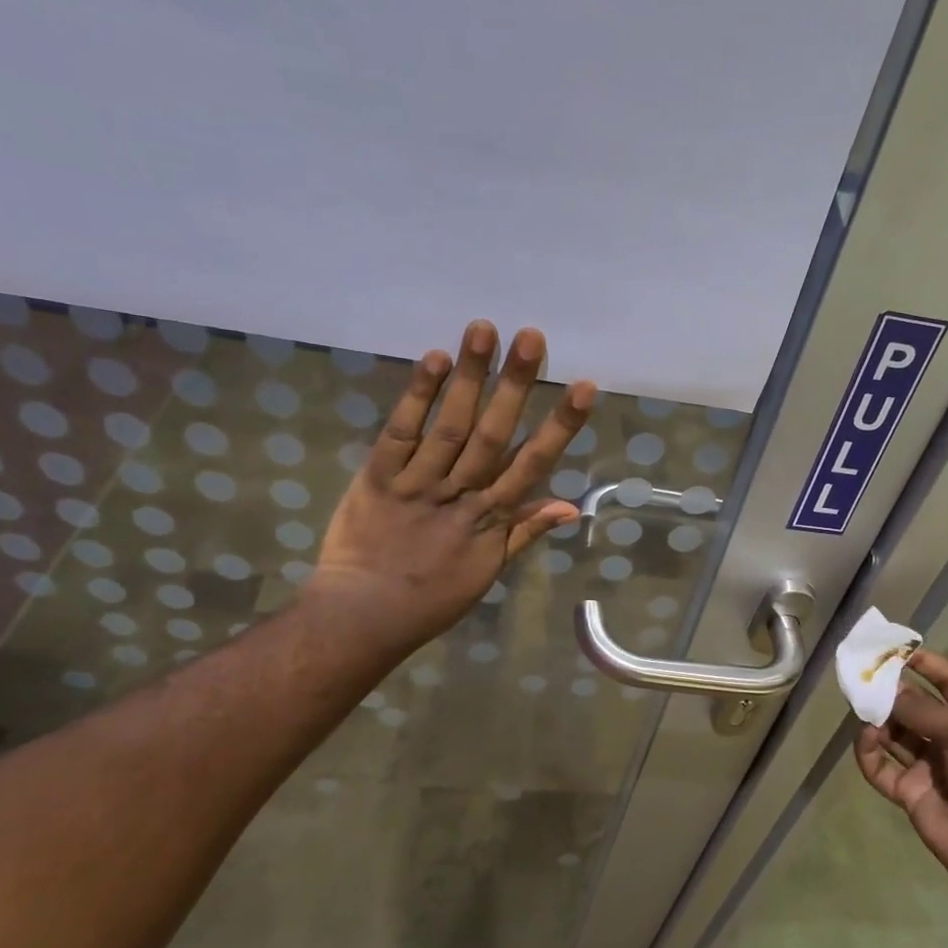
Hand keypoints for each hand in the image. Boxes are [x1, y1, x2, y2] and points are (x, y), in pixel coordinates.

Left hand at [312, 321, 595, 655]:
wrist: (364, 616)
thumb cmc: (432, 600)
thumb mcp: (487, 571)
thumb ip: (525, 533)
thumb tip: (571, 505)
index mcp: (490, 520)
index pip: (532, 465)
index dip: (559, 426)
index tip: (584, 387)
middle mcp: (460, 495)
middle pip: (492, 435)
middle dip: (515, 386)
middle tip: (532, 337)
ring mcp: (417, 484)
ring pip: (449, 426)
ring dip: (469, 378)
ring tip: (484, 330)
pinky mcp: (377, 478)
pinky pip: (400, 434)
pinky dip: (417, 397)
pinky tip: (434, 360)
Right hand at [853, 650, 947, 909]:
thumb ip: (926, 710)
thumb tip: (889, 691)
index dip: (928, 665)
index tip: (898, 649)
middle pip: (918, 708)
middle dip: (894, 691)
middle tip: (864, 675)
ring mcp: (932, 769)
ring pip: (896, 735)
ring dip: (879, 718)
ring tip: (861, 704)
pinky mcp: (911, 794)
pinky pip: (882, 767)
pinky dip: (870, 752)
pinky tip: (867, 738)